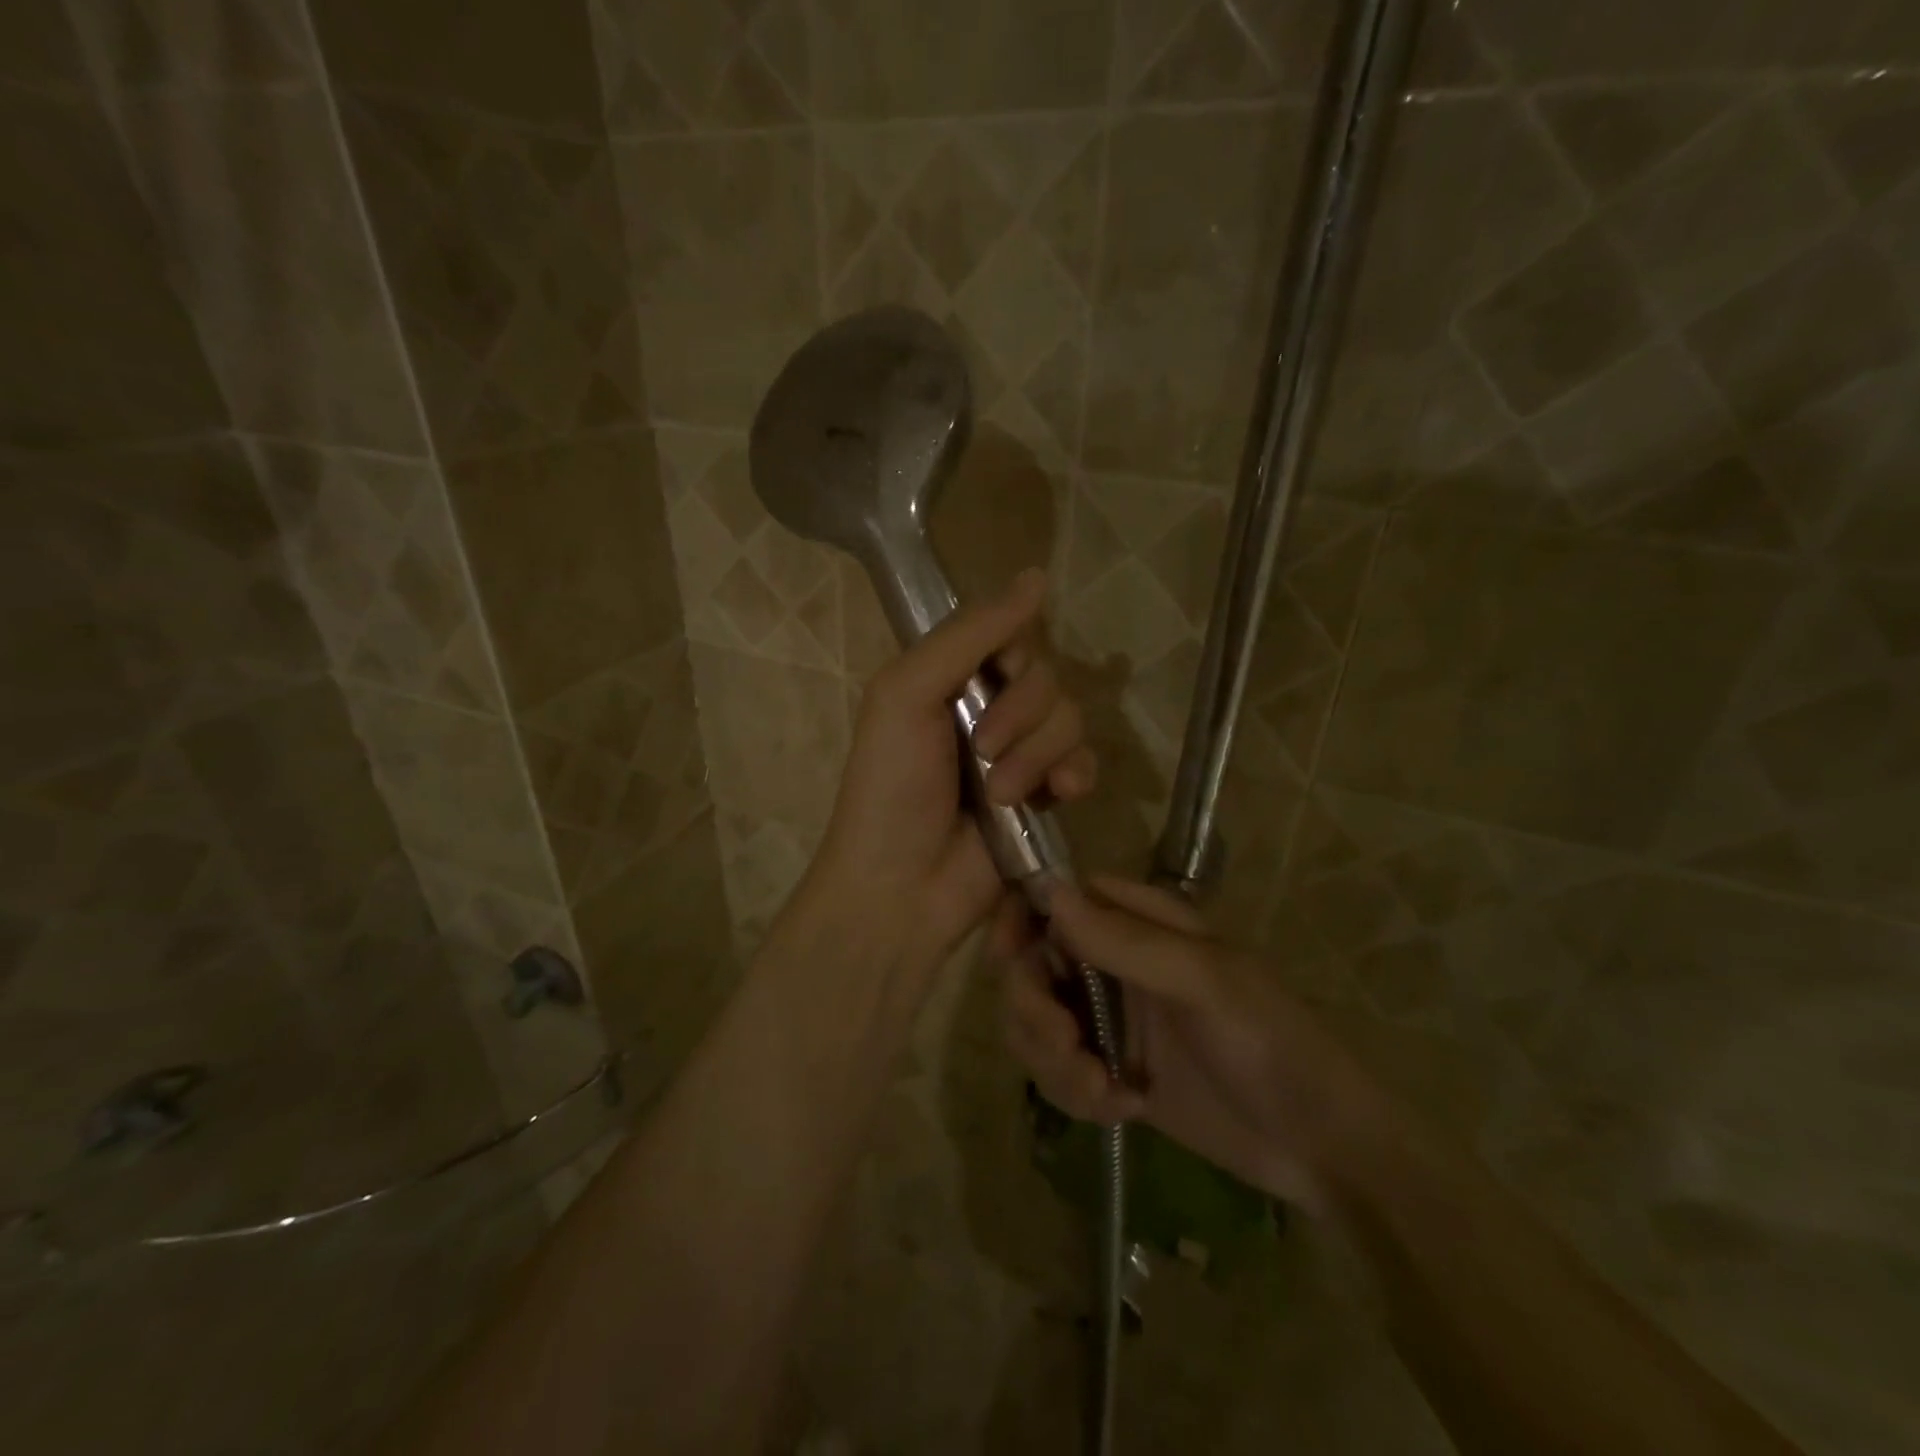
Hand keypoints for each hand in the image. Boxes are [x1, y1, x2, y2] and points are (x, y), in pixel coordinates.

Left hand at [803, 569, 1096, 973]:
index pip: (1011, 635)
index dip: (1014, 654)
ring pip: (1069, 718)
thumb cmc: (890, 785)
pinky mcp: (1045, 796)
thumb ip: (969, 635)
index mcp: (949, 677)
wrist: (901, 885)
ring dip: (1037, 754)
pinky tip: (1060, 796)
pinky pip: (1085, 762)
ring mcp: (1019, 753)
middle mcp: (988, 707)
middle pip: (1046, 677)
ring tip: (1000, 794)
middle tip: (983, 750)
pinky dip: (1075, 774)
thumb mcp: (908, 693)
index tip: (996, 675)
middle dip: (1021, 713)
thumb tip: (1035, 576)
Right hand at [992, 876, 1388, 1216]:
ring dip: (1053, 1061)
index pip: (1057, 899)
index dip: (1022, 921)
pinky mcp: (1107, 1069)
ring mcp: (1109, 1017)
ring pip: (1034, 1022)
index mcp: (1139, 921)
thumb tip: (1048, 891)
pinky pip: (1055, 1070)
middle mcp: (1113, 961)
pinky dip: (1073, 1092)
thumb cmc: (1271, 1043)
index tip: (1008, 960)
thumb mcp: (1205, 983)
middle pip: (1032, 966)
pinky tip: (1122, 1110)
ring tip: (1103, 1093)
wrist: (1319, 1148)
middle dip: (1035, 1010)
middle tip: (1067, 1048)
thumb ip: (1125, 939)